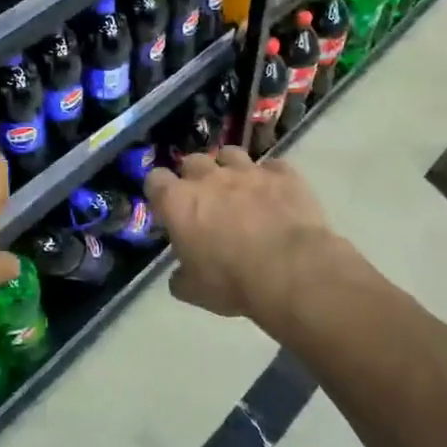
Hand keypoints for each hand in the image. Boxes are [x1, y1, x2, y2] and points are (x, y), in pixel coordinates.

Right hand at [145, 147, 333, 321]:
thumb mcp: (195, 291)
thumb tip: (180, 275)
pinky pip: (272, 167)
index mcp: (179, 202)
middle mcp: (209, 177)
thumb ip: (181, 277)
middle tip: (205, 201)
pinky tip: (275, 195)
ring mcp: (248, 171)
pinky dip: (270, 179)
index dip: (159, 191)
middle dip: (194, 177)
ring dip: (230, 169)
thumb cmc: (232, 282)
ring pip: (230, 154)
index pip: (155, 180)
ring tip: (239, 190)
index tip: (166, 207)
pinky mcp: (283, 174)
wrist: (290, 270)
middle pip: (192, 161)